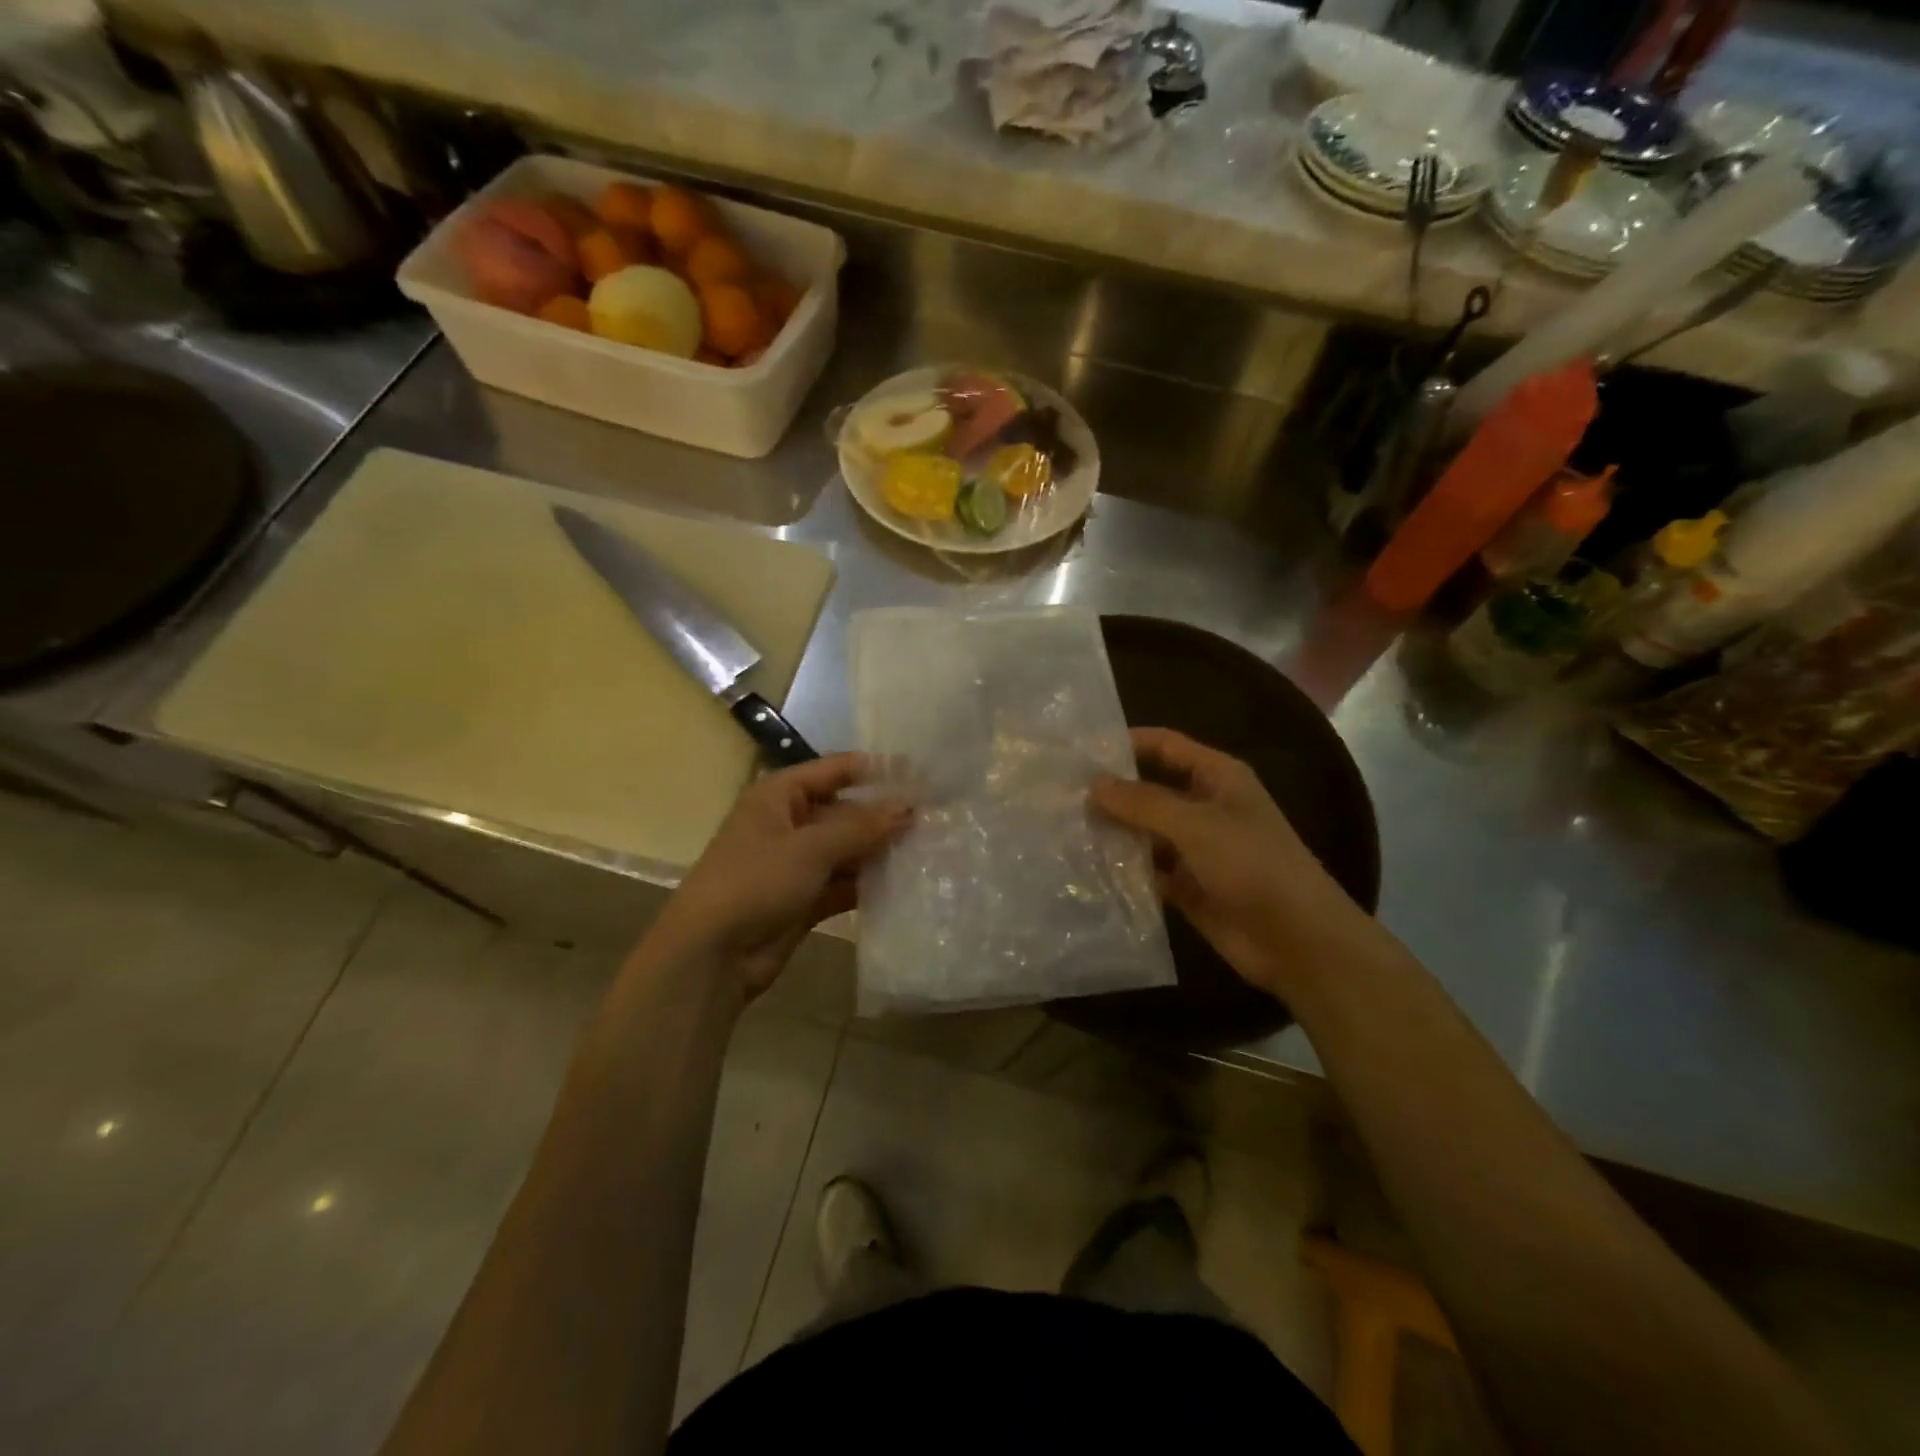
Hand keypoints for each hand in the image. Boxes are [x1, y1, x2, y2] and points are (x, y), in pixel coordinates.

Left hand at [655, 754, 909, 1002]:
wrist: (710, 956)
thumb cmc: (754, 882)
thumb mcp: (809, 848)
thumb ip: (861, 827)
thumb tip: (909, 808)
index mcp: (779, 795)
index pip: (836, 770)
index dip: (876, 770)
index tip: (920, 774)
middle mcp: (789, 823)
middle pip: (845, 811)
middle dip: (884, 816)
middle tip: (934, 819)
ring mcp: (797, 863)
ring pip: (847, 850)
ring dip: (880, 852)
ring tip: (930, 850)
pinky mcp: (805, 899)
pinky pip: (844, 883)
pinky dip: (868, 884)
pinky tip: (905, 884)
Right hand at [1089, 728, 1376, 997]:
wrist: (1297, 940)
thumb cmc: (1253, 865)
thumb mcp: (1196, 825)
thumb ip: (1143, 802)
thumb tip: (1094, 784)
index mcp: (1217, 778)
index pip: (1165, 746)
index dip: (1126, 744)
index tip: (1079, 750)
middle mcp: (1204, 807)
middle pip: (1149, 789)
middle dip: (1111, 792)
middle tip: (1059, 794)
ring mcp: (1194, 849)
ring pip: (1144, 832)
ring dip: (1113, 832)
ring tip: (1062, 830)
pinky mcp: (1186, 886)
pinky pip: (1147, 870)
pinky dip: (1123, 870)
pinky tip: (1085, 869)